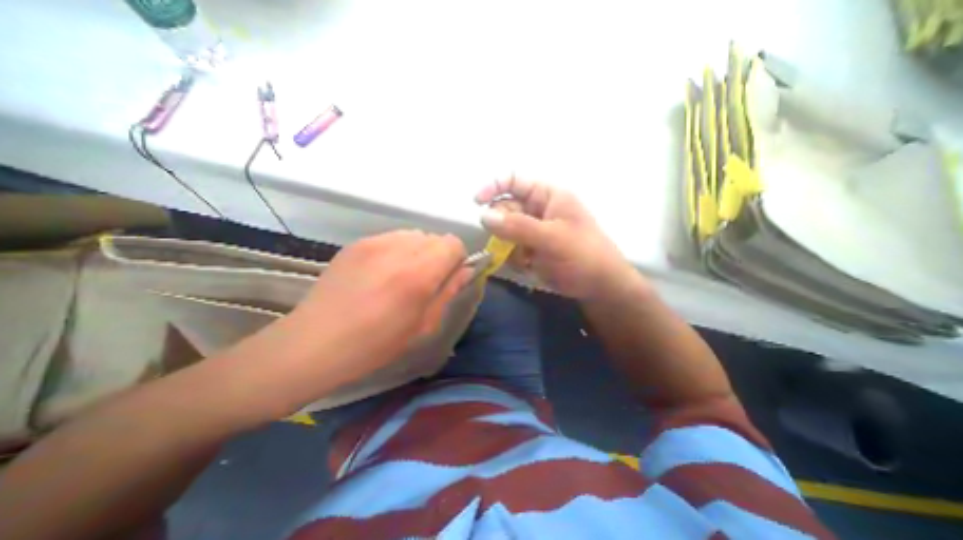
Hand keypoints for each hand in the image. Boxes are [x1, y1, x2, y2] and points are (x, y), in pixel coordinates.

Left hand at [286, 231, 468, 379]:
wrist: (315, 342)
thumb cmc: (376, 343)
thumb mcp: (423, 325)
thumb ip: (448, 291)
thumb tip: (466, 270)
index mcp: (419, 273)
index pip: (453, 243)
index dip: (457, 259)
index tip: (448, 277)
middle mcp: (399, 249)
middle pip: (435, 237)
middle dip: (438, 256)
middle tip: (425, 281)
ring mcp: (375, 242)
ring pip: (414, 235)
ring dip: (418, 251)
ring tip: (402, 276)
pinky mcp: (357, 243)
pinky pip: (391, 237)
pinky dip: (397, 250)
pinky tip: (381, 273)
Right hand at [474, 180, 644, 300]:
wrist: (599, 286)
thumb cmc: (583, 255)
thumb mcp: (552, 238)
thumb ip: (518, 226)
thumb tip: (483, 216)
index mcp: (547, 196)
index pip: (514, 181)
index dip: (494, 186)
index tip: (477, 202)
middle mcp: (537, 210)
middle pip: (505, 209)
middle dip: (503, 227)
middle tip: (510, 242)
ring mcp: (533, 230)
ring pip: (505, 231)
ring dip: (508, 246)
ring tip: (525, 258)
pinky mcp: (530, 249)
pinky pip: (510, 248)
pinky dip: (514, 258)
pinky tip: (528, 266)